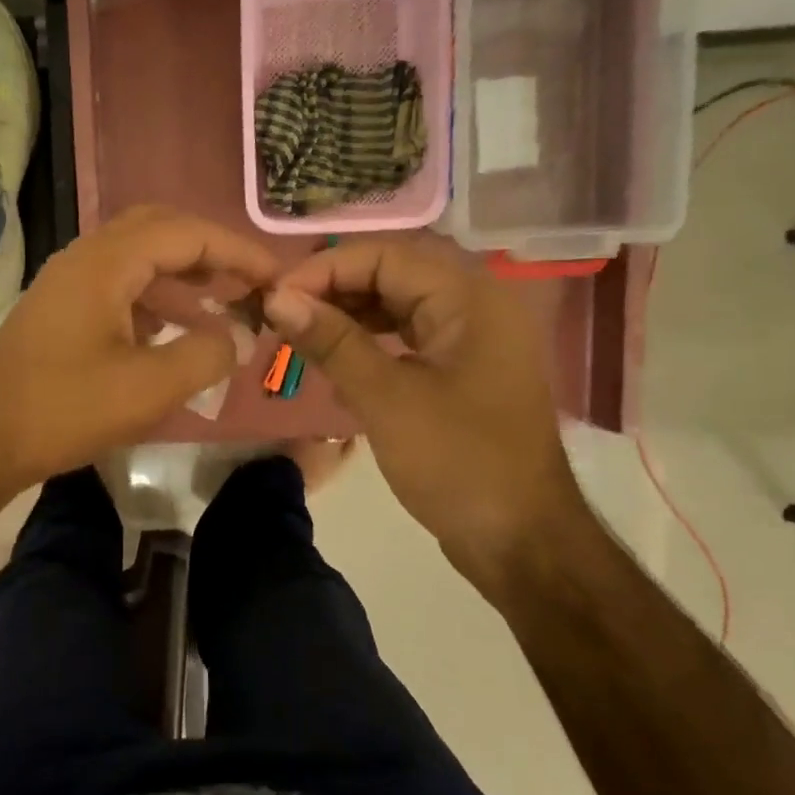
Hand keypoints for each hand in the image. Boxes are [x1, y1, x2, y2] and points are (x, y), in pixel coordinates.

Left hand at [0, 206, 279, 497]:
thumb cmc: (65, 409)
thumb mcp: (150, 387)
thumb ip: (208, 354)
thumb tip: (242, 336)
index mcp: (106, 262)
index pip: (186, 233)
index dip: (237, 251)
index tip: (275, 277)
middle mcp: (84, 259)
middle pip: (158, 231)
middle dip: (209, 252)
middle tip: (247, 282)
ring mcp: (66, 284)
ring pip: (136, 260)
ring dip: (182, 276)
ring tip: (222, 307)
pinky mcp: (59, 313)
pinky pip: (117, 288)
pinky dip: (154, 300)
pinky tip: (174, 332)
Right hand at [264, 234, 590, 581]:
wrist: (519, 540)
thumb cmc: (457, 462)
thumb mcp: (386, 398)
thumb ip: (332, 341)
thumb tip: (276, 298)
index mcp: (469, 298)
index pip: (385, 255)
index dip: (325, 269)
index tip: (275, 298)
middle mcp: (476, 305)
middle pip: (393, 273)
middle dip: (333, 288)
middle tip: (281, 314)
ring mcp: (472, 339)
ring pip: (399, 304)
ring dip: (348, 313)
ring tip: (299, 333)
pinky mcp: (462, 370)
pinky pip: (408, 336)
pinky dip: (369, 341)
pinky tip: (334, 359)